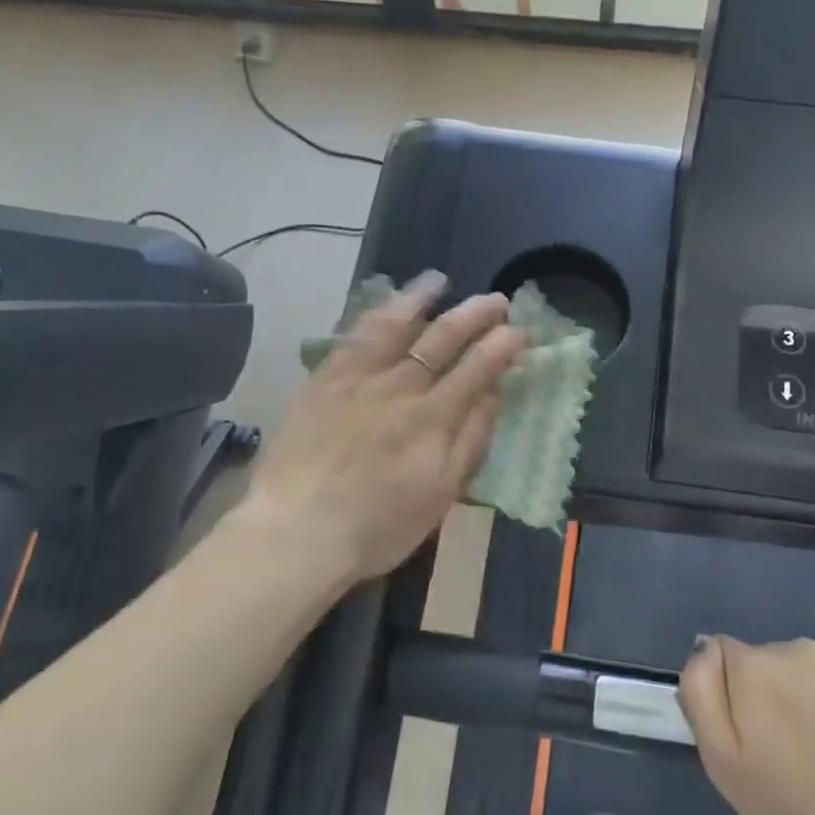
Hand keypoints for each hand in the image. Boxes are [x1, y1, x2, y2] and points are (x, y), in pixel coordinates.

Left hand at [246, 274, 527, 581]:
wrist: (297, 533)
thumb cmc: (378, 526)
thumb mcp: (441, 494)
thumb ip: (470, 440)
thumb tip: (492, 394)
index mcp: (433, 418)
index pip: (477, 369)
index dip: (501, 347)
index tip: (518, 331)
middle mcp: (399, 387)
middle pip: (442, 339)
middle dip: (473, 315)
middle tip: (495, 300)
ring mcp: (357, 379)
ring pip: (394, 327)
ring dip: (420, 300)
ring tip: (438, 282)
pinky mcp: (322, 382)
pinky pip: (352, 338)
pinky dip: (373, 317)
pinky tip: (384, 309)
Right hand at [678, 637, 814, 814]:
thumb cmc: (794, 809)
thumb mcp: (722, 763)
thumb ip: (701, 694)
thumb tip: (704, 649)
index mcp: (754, 666)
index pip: (725, 656)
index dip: (734, 694)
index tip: (753, 734)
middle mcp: (798, 647)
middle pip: (771, 660)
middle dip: (775, 693)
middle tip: (791, 749)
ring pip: (814, 669)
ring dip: (814, 695)